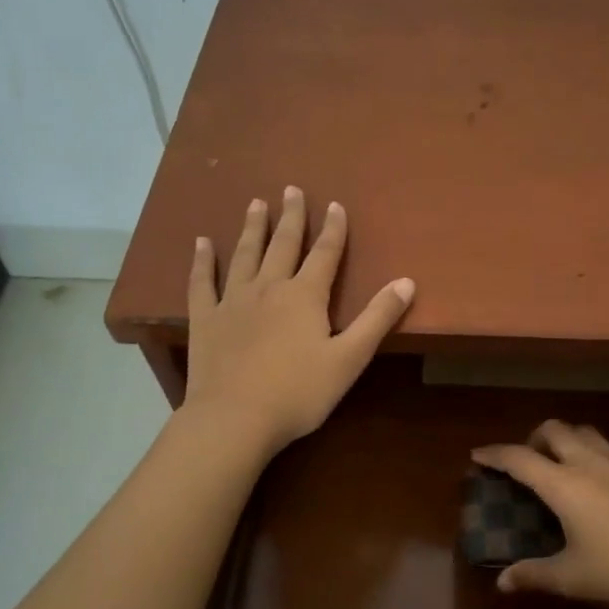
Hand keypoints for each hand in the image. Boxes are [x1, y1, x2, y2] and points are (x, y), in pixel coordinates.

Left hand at [183, 188, 414, 455]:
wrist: (234, 418)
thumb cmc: (299, 392)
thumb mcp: (349, 358)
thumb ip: (377, 318)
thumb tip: (407, 281)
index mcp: (305, 296)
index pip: (325, 253)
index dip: (333, 229)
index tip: (334, 204)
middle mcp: (269, 287)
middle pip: (283, 244)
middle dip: (291, 217)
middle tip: (291, 190)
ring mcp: (233, 301)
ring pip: (245, 255)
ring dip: (252, 228)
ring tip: (255, 204)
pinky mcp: (205, 319)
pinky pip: (202, 282)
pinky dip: (202, 261)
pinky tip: (201, 243)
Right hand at [471, 421, 608, 608]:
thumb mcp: (573, 578)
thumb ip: (535, 575)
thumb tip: (502, 583)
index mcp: (564, 484)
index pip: (520, 458)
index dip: (495, 454)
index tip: (478, 455)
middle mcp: (589, 463)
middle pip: (554, 430)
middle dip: (533, 438)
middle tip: (527, 461)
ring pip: (584, 433)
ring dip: (565, 439)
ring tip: (562, 466)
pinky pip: (608, 449)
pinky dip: (592, 454)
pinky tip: (600, 485)